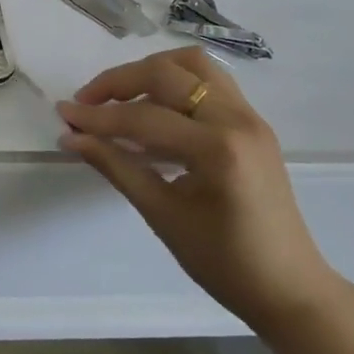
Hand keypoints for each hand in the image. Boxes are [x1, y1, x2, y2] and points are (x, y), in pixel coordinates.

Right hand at [57, 47, 343, 332]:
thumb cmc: (224, 263)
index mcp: (218, 149)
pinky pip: (208, 83)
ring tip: (120, 98)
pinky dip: (174, 84)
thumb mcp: (162, 215)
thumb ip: (115, 166)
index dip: (97, 116)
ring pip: (192, 65)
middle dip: (120, 82)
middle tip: (87, 102)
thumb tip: (70, 137)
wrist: (290, 289)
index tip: (63, 114)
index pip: (144, 117)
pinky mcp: (252, 122)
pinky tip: (152, 112)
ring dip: (150, 72)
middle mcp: (237, 119)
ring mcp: (250, 116)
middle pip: (167, 73)